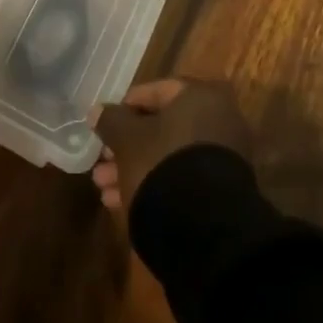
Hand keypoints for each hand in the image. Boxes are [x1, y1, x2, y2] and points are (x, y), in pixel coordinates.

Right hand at [93, 78, 251, 212]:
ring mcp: (225, 159)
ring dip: (135, 167)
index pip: (155, 91)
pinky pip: (182, 178)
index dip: (124, 108)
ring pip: (169, 156)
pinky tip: (121, 203)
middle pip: (162, 128)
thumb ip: (110, 120)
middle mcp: (220, 121)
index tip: (103, 125)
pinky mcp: (223, 192)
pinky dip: (156, 184)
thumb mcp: (126, 139)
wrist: (204, 230)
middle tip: (101, 161)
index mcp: (201, 97)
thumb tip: (97, 111)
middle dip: (127, 146)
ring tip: (104, 188)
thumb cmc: (162, 165)